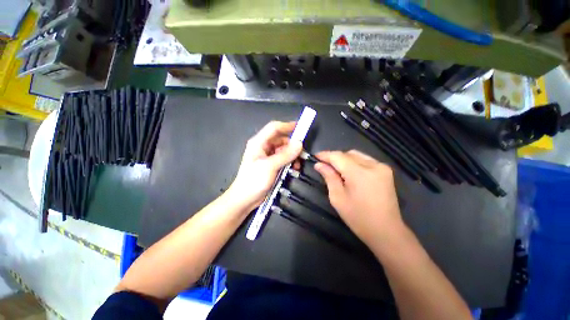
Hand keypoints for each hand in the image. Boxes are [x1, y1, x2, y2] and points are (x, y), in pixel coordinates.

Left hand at [228, 121, 301, 211]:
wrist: (245, 199)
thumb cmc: (253, 181)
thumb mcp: (270, 166)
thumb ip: (285, 155)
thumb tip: (299, 144)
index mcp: (259, 142)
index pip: (274, 128)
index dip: (287, 126)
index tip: (301, 128)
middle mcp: (263, 147)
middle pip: (281, 139)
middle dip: (292, 145)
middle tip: (301, 154)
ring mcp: (268, 156)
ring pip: (284, 150)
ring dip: (292, 155)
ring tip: (297, 165)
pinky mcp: (272, 165)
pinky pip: (283, 159)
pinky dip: (290, 162)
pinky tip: (293, 168)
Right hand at [314, 150, 403, 244]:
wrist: (386, 231)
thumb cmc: (358, 217)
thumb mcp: (337, 197)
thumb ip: (329, 177)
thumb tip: (319, 164)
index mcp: (359, 173)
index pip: (338, 156)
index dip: (325, 155)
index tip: (315, 157)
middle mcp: (373, 165)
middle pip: (347, 154)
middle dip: (334, 158)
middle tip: (325, 166)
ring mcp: (382, 167)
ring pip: (357, 155)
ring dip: (344, 159)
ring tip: (337, 170)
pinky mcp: (386, 171)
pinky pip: (366, 160)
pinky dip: (354, 163)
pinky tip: (350, 173)